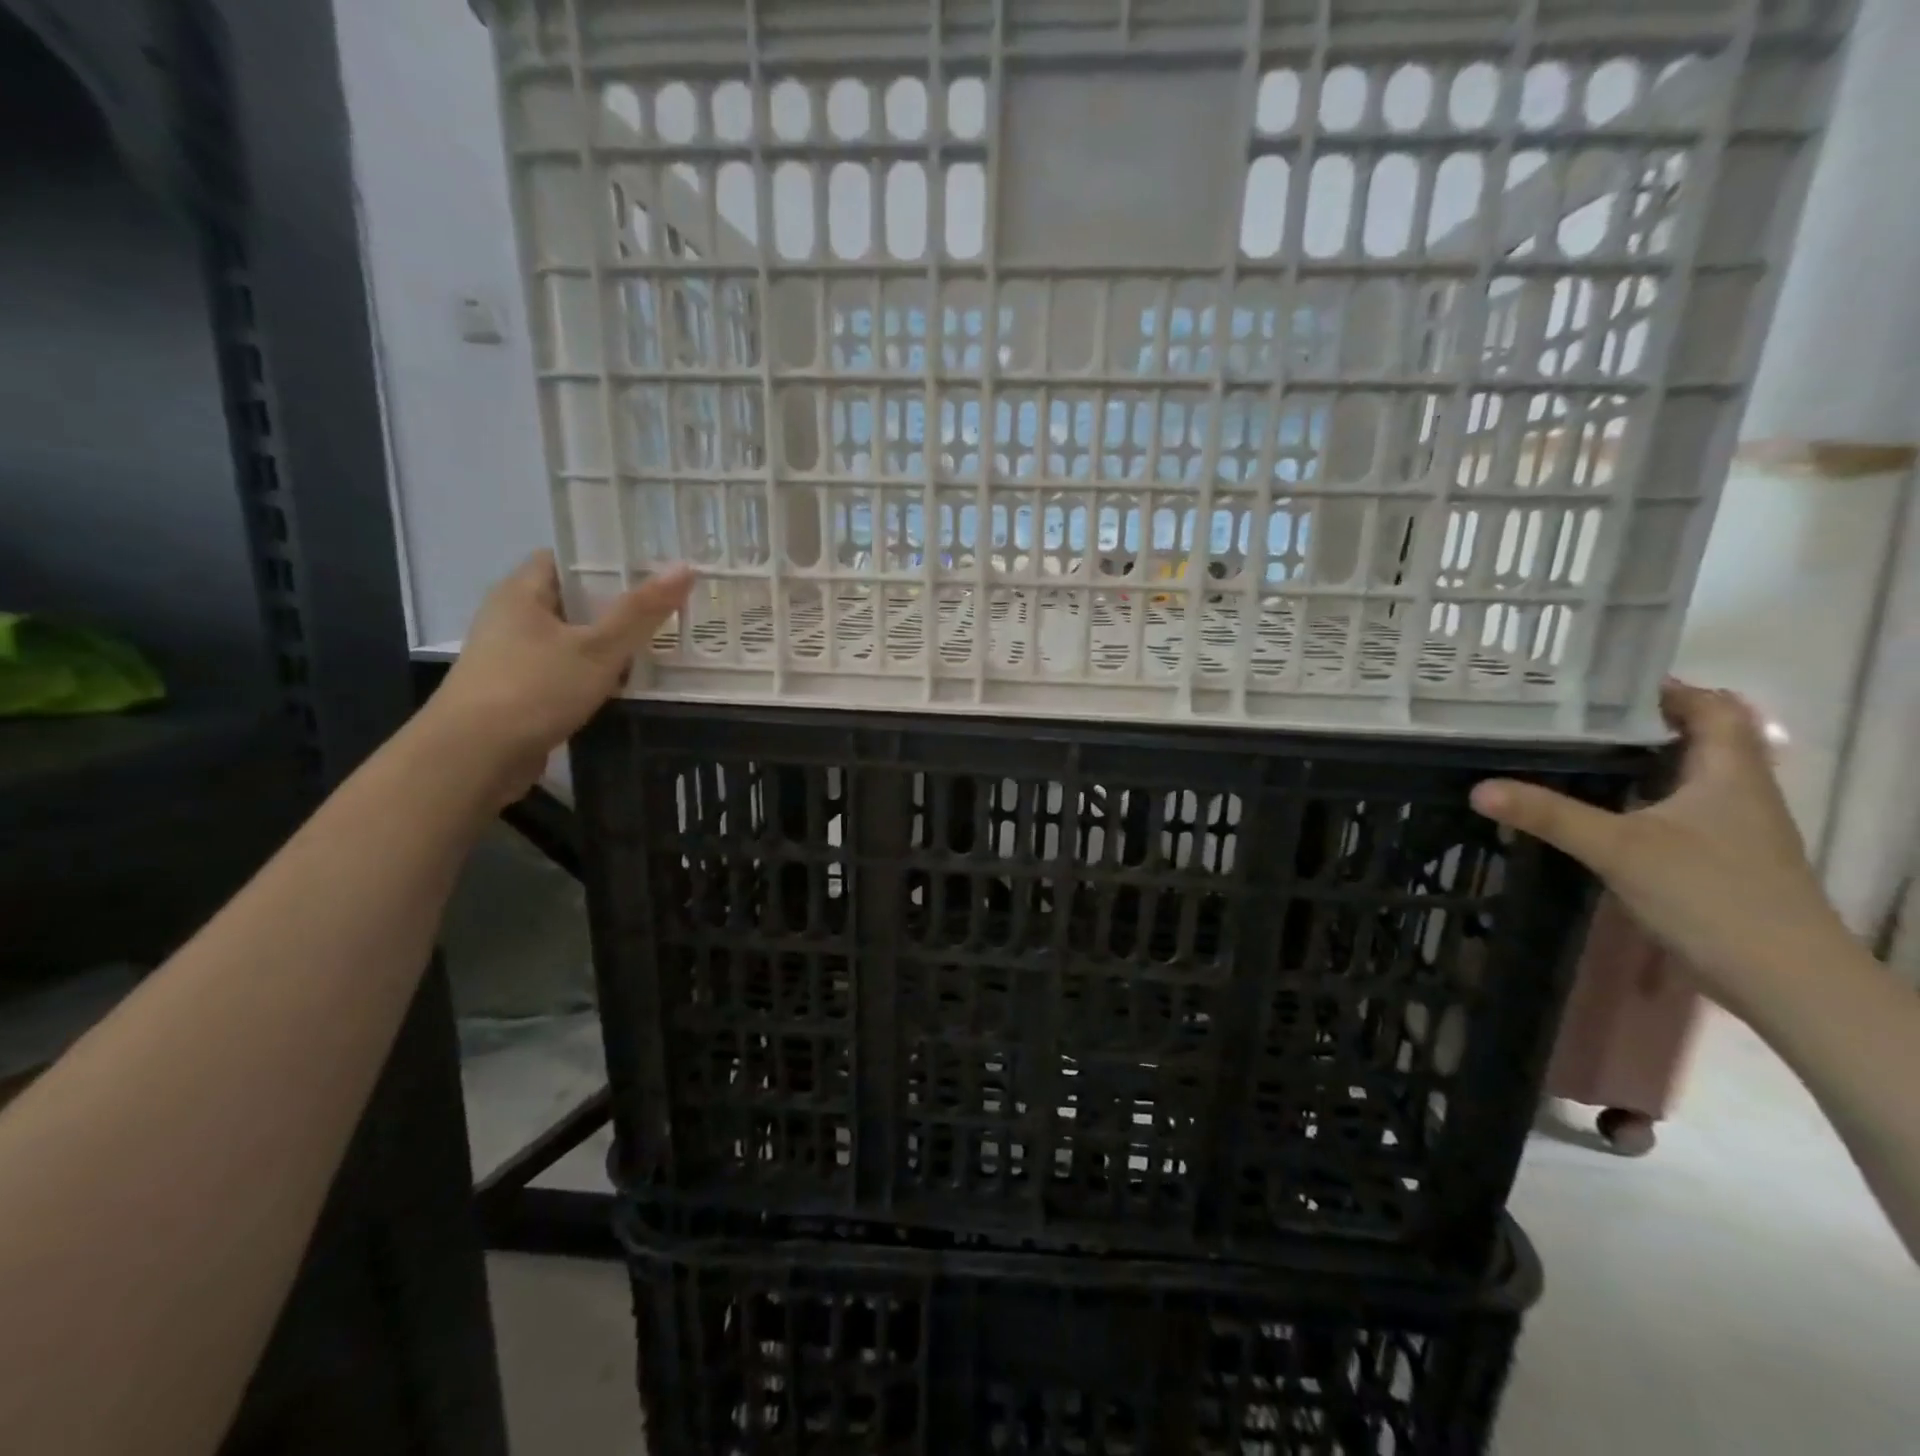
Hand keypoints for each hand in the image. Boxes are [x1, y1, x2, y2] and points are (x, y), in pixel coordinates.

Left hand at [421, 551, 693, 804]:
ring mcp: (513, 657)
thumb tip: (685, 567)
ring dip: (610, 646)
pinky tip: (627, 687)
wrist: (474, 758)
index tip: (652, 571)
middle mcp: (512, 618)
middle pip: (574, 601)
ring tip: (659, 647)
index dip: (609, 560)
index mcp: (522, 592)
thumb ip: (641, 611)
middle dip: (619, 607)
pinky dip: (595, 676)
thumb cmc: (534, 689)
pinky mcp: (519, 692)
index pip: (567, 558)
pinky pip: (566, 672)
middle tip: (668, 610)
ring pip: (573, 640)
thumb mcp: (599, 648)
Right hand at [1470, 681, 1849, 1020]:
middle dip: (1638, 721)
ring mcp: (1732, 827)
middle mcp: (1737, 790)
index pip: (1710, 706)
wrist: (1785, 978)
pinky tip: (1595, 807)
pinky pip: (1675, 807)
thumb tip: (1479, 788)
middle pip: (1695, 737)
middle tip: (1569, 714)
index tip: (1599, 682)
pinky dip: (1638, 796)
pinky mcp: (1718, 856)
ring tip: (1570, 751)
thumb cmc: (1712, 895)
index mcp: (1730, 772)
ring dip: (1637, 759)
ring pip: (1684, 774)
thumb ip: (1549, 815)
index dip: (1664, 688)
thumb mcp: (1619, 849)